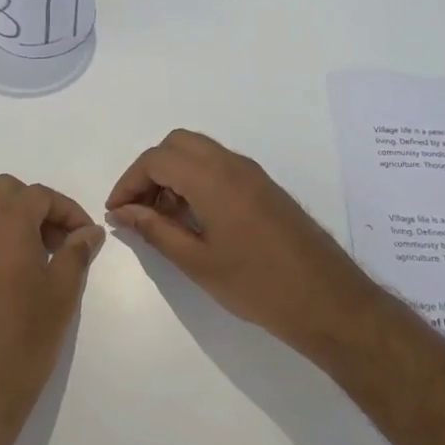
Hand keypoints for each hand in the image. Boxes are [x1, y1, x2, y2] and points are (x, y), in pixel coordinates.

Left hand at [0, 175, 104, 444]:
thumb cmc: (23, 341)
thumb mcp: (62, 295)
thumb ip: (76, 254)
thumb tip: (88, 232)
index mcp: (5, 224)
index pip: (39, 195)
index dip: (67, 210)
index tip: (84, 238)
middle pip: (3, 192)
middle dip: (34, 207)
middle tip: (55, 243)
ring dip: (4, 220)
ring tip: (27, 257)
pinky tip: (0, 280)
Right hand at [106, 130, 386, 355]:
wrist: (327, 300)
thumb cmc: (257, 285)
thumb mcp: (197, 262)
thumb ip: (155, 230)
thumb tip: (123, 212)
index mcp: (213, 178)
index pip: (156, 159)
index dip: (129, 182)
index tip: (117, 212)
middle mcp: (233, 164)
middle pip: (177, 144)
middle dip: (150, 171)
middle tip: (139, 210)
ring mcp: (253, 174)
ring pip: (200, 153)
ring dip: (173, 175)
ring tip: (162, 220)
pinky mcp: (265, 187)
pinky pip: (220, 167)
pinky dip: (196, 181)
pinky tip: (193, 220)